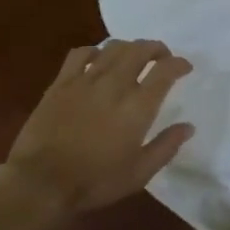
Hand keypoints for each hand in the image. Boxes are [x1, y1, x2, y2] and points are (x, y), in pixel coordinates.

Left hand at [0, 40, 193, 215]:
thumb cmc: (95, 181)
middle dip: (156, 48)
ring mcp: (86, 80)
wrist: (41, 182)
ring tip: (133, 55)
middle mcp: (115, 85)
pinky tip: (97, 59)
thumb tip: (188, 126)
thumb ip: (166, 147)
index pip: (165, 70)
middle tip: (161, 56)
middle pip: (140, 50)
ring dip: (129, 47)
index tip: (185, 67)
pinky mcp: (61, 83)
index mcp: (138, 107)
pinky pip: (80, 53)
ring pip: (113, 47)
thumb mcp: (139, 173)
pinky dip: (94, 51)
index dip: (179, 63)